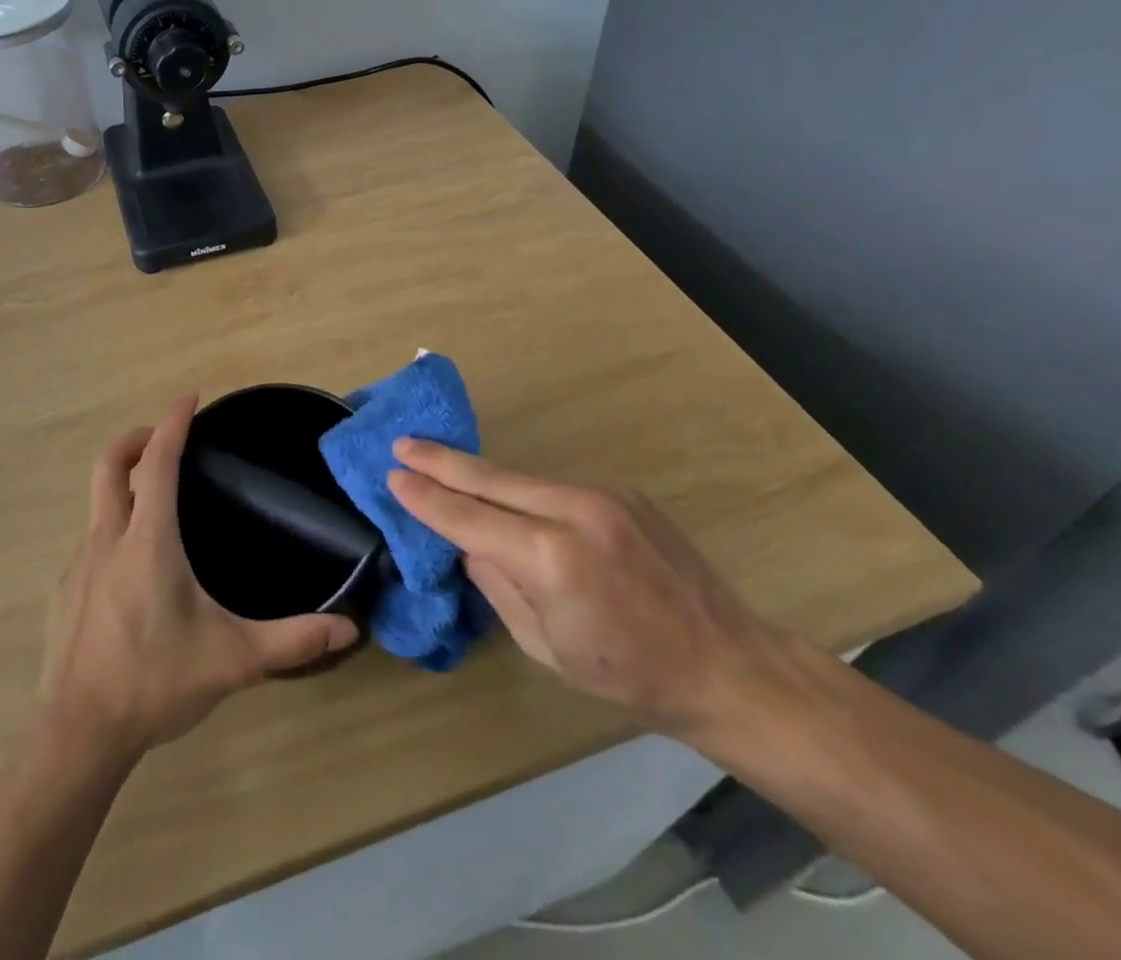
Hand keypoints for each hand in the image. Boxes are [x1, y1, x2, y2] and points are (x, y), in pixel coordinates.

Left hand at [40, 395, 359, 755]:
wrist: (79, 734)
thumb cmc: (156, 682)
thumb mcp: (233, 659)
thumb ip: (293, 640)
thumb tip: (348, 629)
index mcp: (148, 539)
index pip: (158, 461)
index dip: (173, 422)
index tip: (189, 396)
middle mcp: (108, 538)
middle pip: (110, 463)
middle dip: (137, 437)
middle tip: (165, 437)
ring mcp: (79, 563)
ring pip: (96, 501)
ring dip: (123, 484)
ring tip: (156, 504)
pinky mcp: (64, 590)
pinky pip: (90, 540)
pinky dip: (112, 529)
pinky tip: (132, 569)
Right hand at [388, 440, 787, 735]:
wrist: (728, 665)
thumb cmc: (629, 676)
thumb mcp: (545, 647)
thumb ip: (498, 585)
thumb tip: (469, 544)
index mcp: (551, 558)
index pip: (469, 518)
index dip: (427, 497)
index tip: (393, 475)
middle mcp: (574, 511)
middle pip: (490, 478)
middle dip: (442, 461)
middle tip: (403, 443)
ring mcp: (602, 495)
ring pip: (522, 478)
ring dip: (480, 475)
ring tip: (441, 464)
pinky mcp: (621, 492)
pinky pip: (554, 487)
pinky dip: (522, 491)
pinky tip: (507, 498)